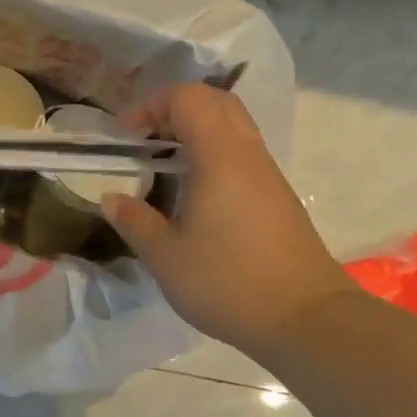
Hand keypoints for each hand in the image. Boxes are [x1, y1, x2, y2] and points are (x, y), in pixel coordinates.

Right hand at [103, 83, 354, 356]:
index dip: (150, 106)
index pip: (187, 99)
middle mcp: (249, 155)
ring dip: (198, 133)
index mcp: (220, 158)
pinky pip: (244, 156)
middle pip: (216, 102)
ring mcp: (269, 176)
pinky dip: (215, 155)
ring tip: (167, 167)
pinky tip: (197, 196)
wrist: (305, 317)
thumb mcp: (167, 259)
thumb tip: (111, 199)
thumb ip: (135, 222)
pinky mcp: (279, 198)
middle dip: (175, 110)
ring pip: (235, 128)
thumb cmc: (228, 284)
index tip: (125, 137)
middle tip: (147, 141)